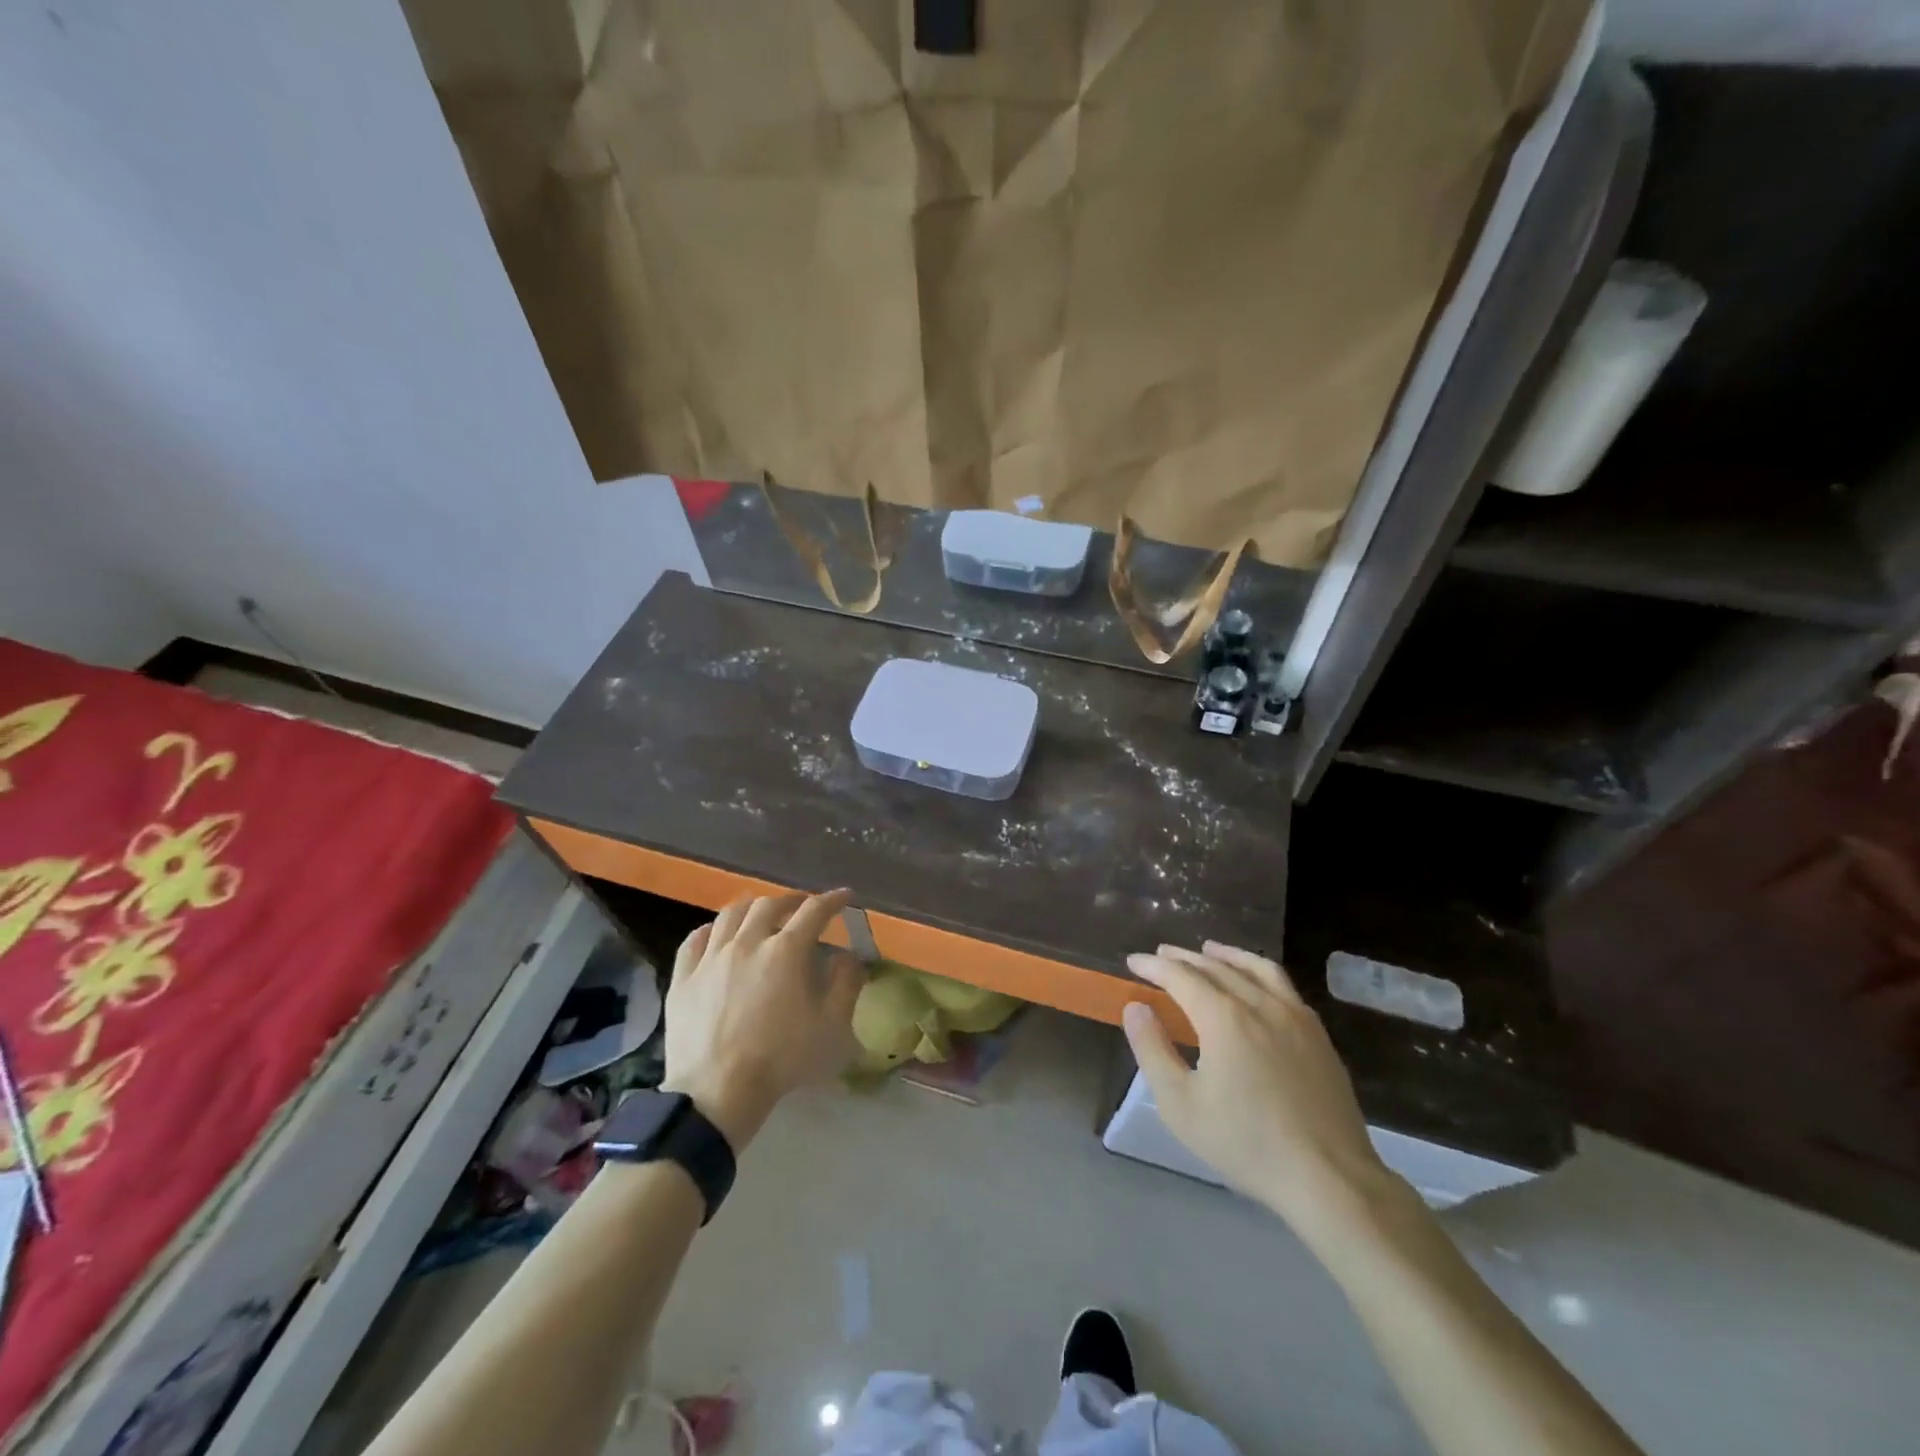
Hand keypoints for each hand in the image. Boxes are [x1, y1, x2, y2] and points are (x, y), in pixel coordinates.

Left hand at [661, 889, 864, 1149]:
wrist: (717, 1092)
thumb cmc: (782, 1058)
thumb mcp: (831, 1026)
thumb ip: (846, 984)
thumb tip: (847, 956)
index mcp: (786, 951)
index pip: (814, 911)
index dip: (833, 900)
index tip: (845, 897)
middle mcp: (747, 942)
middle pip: (769, 905)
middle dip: (791, 901)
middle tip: (802, 908)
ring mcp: (711, 958)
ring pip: (730, 914)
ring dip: (752, 907)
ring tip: (761, 914)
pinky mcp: (683, 978)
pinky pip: (695, 940)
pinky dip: (711, 930)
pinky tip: (717, 935)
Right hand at [1123, 941, 1396, 1241]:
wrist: (1330, 1178)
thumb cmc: (1246, 1143)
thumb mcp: (1180, 1105)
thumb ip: (1152, 1050)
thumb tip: (1136, 1007)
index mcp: (1224, 1018)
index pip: (1181, 977)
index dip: (1154, 966)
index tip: (1133, 961)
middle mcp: (1260, 1004)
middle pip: (1217, 967)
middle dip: (1185, 958)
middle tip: (1162, 953)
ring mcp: (1295, 1017)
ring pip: (1256, 969)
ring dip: (1226, 955)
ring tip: (1209, 950)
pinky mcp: (1319, 1035)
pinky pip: (1283, 986)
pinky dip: (1259, 972)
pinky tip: (1256, 984)